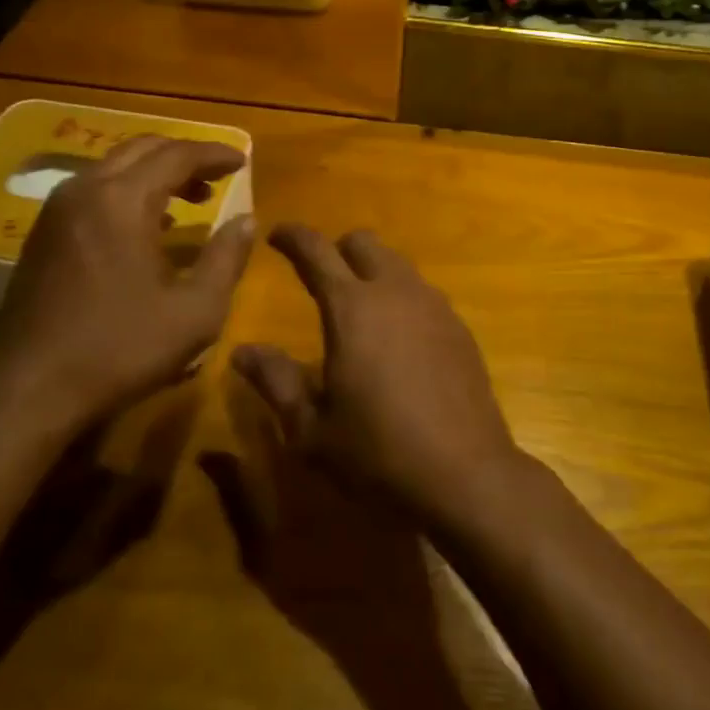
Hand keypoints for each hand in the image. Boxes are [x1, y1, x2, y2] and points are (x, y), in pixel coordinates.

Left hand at [0, 136, 256, 431]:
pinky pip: (94, 190)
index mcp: (123, 200)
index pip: (177, 155)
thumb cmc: (119, 348)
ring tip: (189, 199)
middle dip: (184, 156)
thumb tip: (247, 220)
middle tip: (217, 176)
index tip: (243, 160)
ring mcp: (57, 211)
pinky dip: (128, 190)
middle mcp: (85, 190)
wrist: (27, 392)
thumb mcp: (195, 311)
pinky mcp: (43, 235)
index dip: (214, 154)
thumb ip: (226, 258)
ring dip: (155, 172)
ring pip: (114, 166)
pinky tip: (147, 226)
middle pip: (142, 149)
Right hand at [231, 224, 522, 525]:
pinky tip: (398, 338)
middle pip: (363, 243)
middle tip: (319, 276)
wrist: (466, 475)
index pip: (316, 250)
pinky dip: (402, 298)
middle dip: (337, 249)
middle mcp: (395, 291)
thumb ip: (276, 381)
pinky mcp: (459, 327)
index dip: (293, 236)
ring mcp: (433, 305)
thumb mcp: (311, 429)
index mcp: (352, 307)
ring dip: (373, 272)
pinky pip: (423, 292)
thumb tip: (243, 351)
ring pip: (397, 264)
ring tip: (360, 308)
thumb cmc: (378, 453)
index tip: (276, 234)